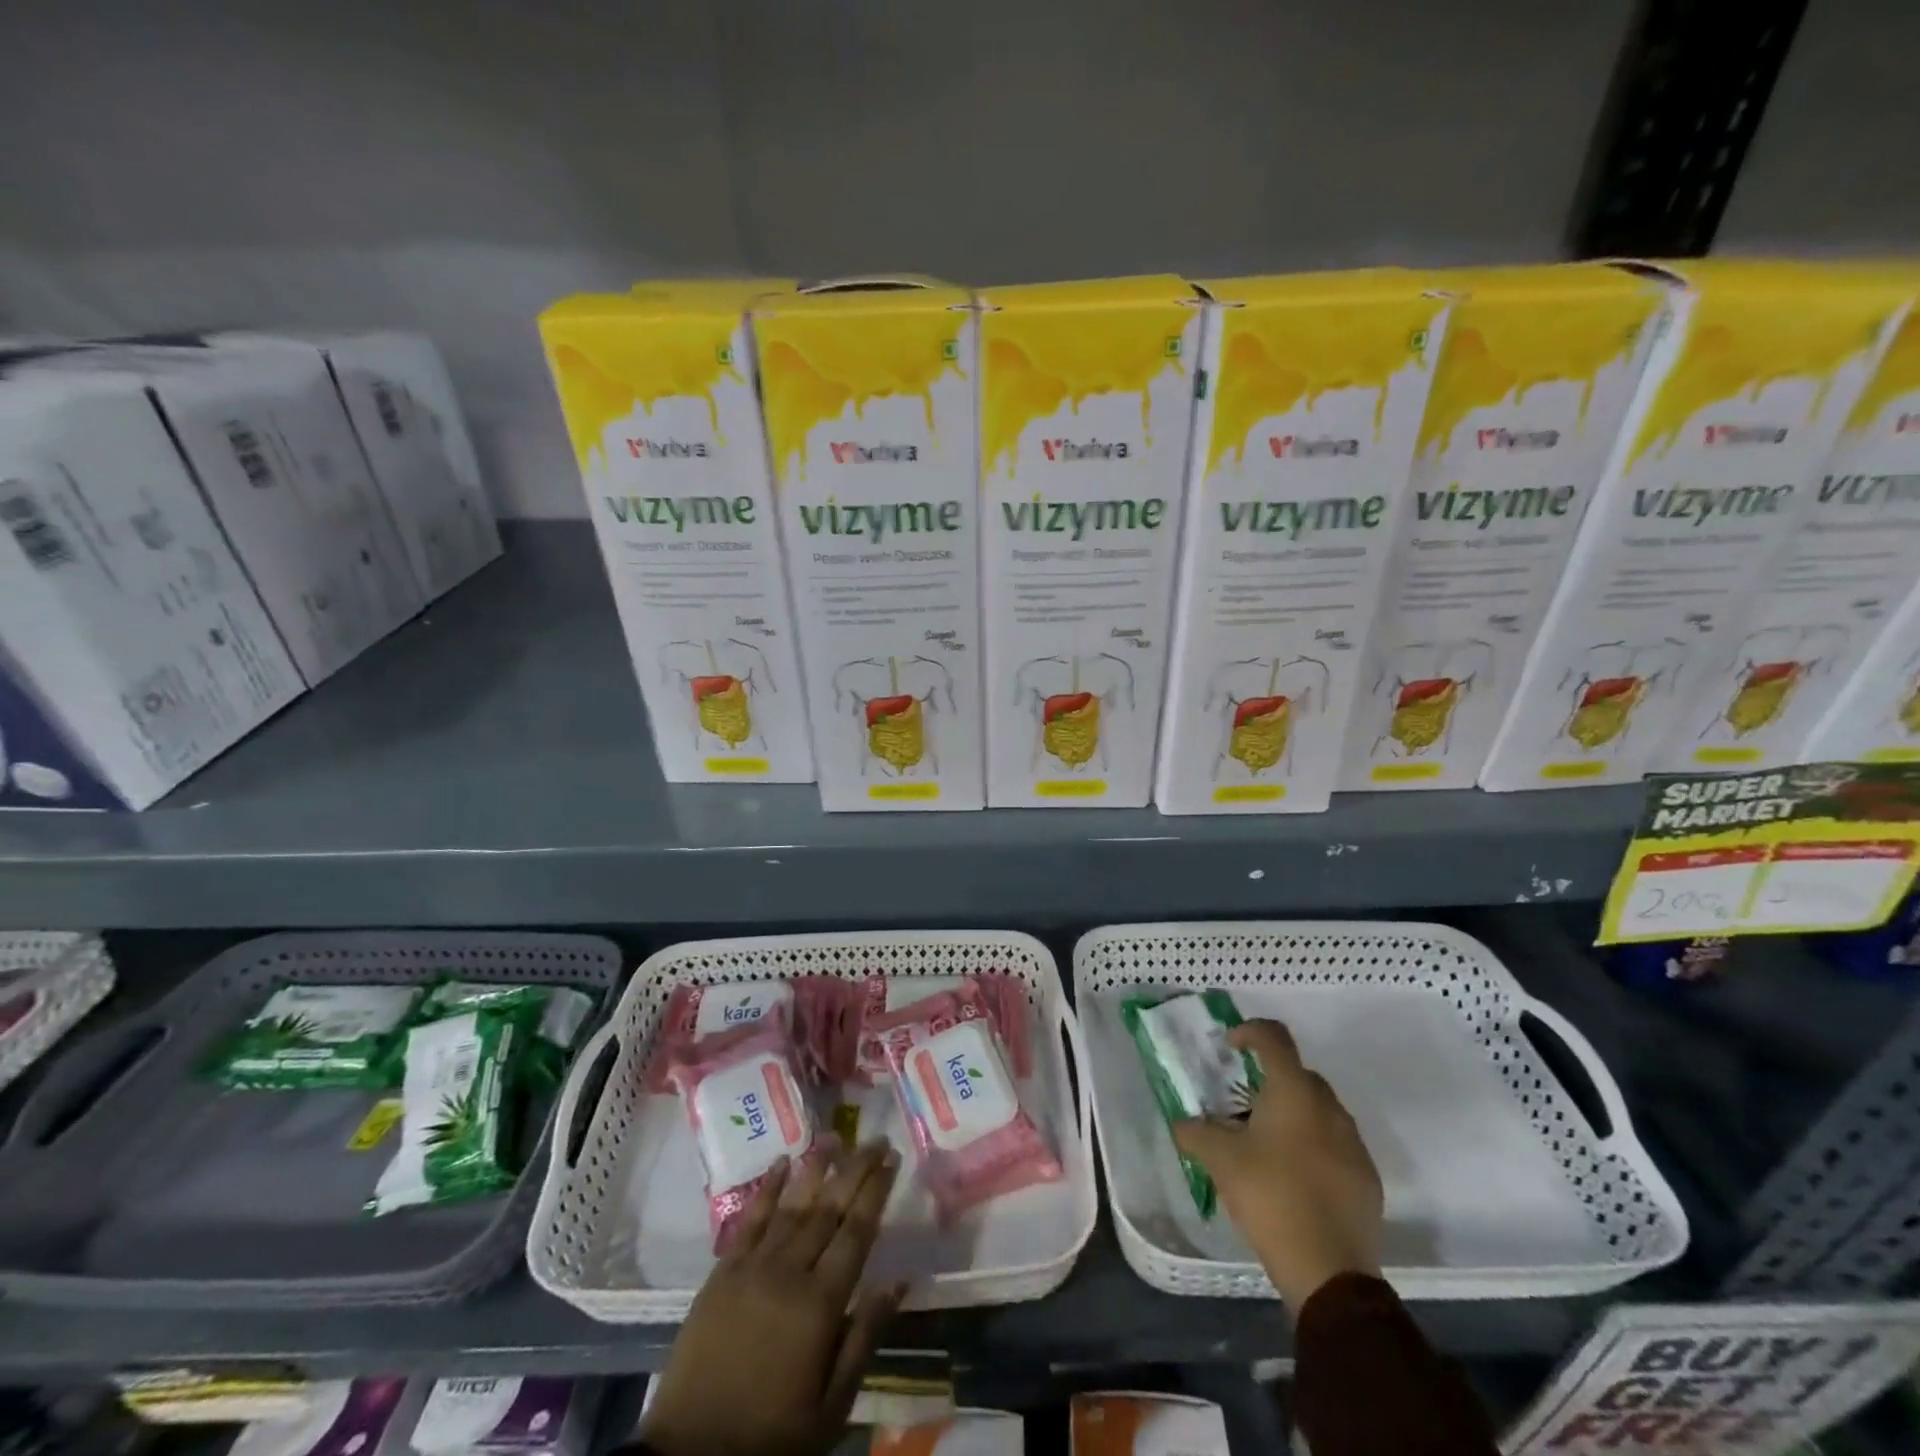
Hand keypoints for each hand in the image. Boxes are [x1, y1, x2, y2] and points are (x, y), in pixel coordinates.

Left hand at [639, 1140, 904, 1455]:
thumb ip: (865, 1337)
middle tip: (874, 1139)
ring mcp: (752, 1267)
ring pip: (792, 1204)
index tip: (892, 1158)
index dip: (876, 1191)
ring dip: (815, 1168)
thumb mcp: (831, 1405)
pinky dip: (767, 1188)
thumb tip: (899, 1280)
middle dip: (855, 1169)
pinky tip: (781, 1162)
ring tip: (835, 1137)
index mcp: (821, 1303)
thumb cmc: (773, 1435)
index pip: (856, 1231)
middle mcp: (789, 1271)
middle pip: (828, 1208)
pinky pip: (750, 1219)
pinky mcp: (722, 1272)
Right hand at [1173, 1018, 1382, 1309]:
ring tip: (1265, 1142)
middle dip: (1270, 1079)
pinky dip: (1313, 1145)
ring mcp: (1353, 1143)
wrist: (1329, 1271)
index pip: (1274, 1037)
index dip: (1250, 1031)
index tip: (1230, 1046)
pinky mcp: (1366, 1177)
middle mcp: (1329, 1107)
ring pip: (1319, 1110)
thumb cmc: (1271, 1197)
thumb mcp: (1220, 1161)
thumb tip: (1182, 1124)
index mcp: (1293, 1091)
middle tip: (1242, 1103)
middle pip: (1298, 1073)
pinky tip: (1293, 1176)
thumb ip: (1195, 1133)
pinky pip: (1335, 1144)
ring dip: (1292, 1113)